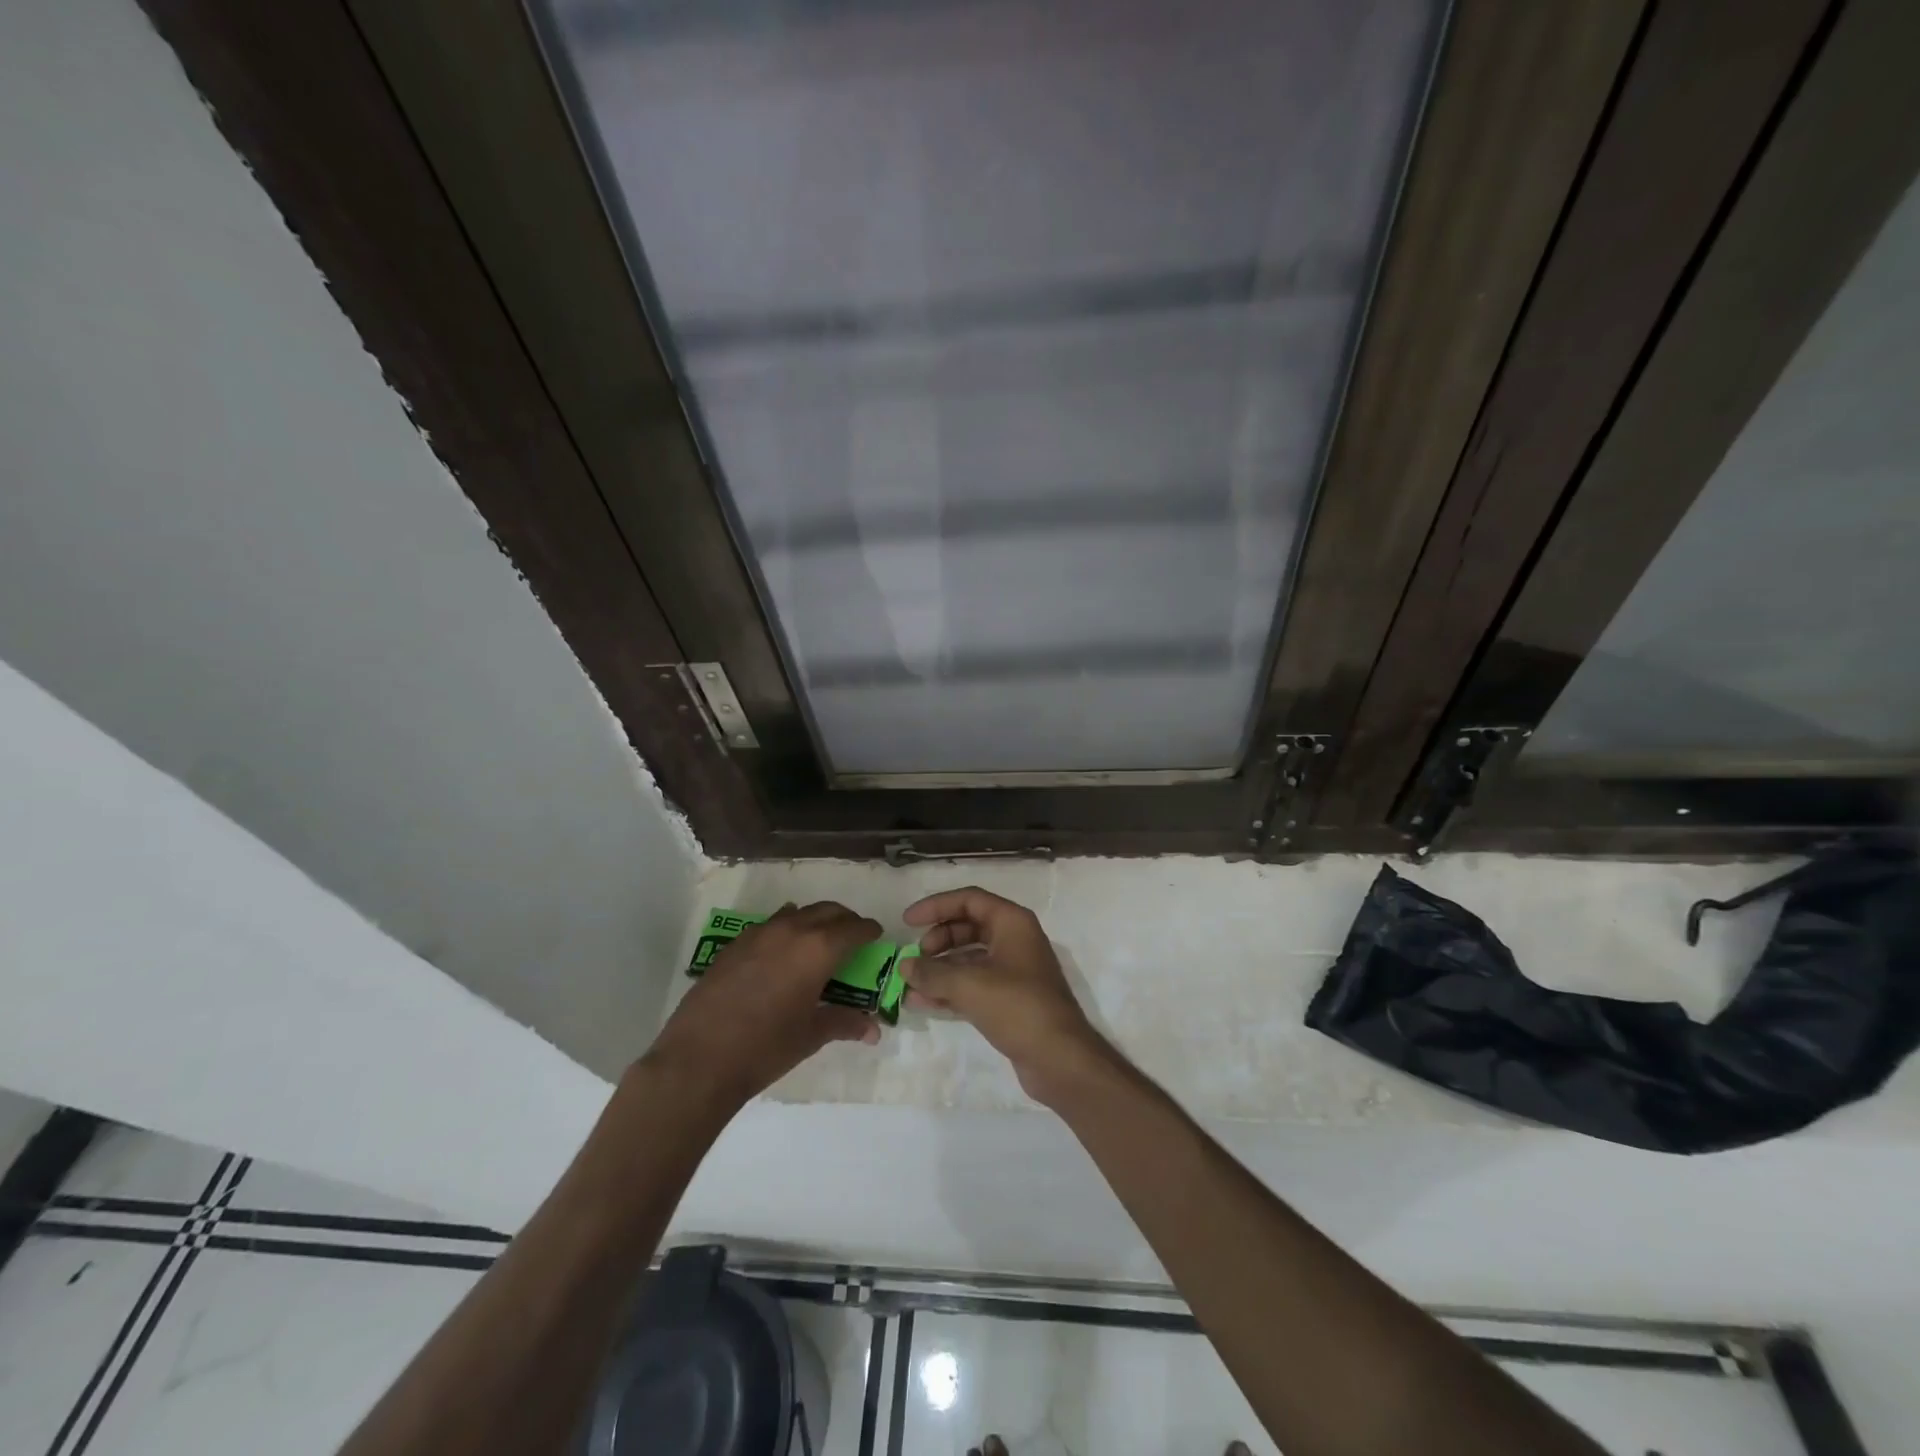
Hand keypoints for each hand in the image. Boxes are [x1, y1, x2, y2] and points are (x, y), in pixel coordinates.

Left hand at [644, 901, 882, 1115]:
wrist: (698, 1059)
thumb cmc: (765, 1048)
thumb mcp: (810, 1035)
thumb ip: (844, 1023)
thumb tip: (873, 1029)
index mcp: (818, 949)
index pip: (854, 928)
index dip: (869, 930)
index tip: (876, 936)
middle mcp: (791, 930)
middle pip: (827, 911)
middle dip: (844, 920)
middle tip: (852, 937)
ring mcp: (758, 934)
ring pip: (796, 913)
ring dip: (813, 921)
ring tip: (818, 942)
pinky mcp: (733, 945)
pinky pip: (769, 926)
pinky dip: (784, 930)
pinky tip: (780, 953)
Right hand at [903, 886, 1110, 1104]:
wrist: (1059, 1059)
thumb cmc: (1018, 1007)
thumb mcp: (970, 985)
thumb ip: (933, 973)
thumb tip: (904, 966)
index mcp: (1012, 923)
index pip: (969, 899)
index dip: (936, 906)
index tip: (908, 922)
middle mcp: (1014, 940)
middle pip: (968, 927)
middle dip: (938, 939)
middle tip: (915, 958)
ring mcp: (1013, 971)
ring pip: (969, 958)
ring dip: (939, 969)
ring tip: (910, 984)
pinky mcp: (1009, 1000)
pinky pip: (973, 985)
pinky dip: (949, 990)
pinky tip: (922, 1002)